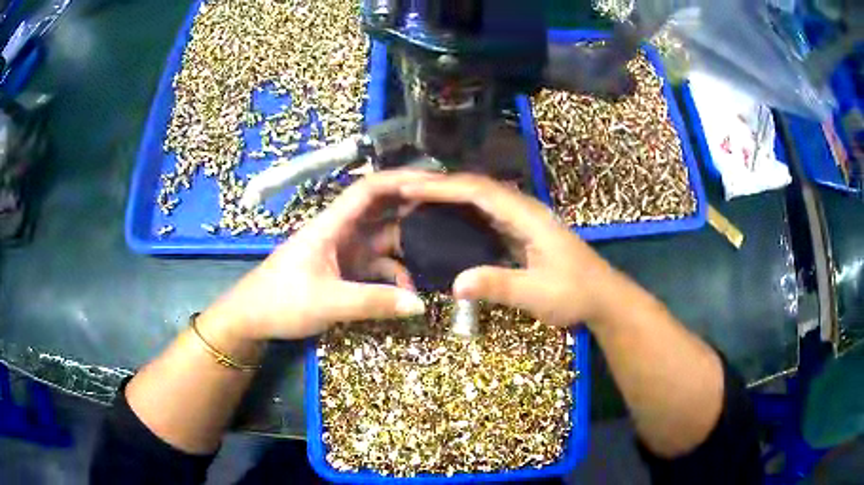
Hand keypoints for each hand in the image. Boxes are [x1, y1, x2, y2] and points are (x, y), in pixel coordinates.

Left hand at [203, 171, 433, 342]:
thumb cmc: (280, 301)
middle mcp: (342, 232)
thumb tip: (420, 305)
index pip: (368, 189)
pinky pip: (378, 267)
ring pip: (384, 240)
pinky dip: (395, 277)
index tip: (434, 184)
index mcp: (331, 225)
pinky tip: (408, 294)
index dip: (400, 180)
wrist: (252, 319)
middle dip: (414, 212)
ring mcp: (345, 252)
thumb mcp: (327, 303)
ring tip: (439, 259)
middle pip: (383, 211)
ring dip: (409, 250)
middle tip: (452, 218)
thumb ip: (372, 302)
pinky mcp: (346, 272)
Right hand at [400, 174, 617, 326]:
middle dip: (440, 186)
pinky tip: (444, 222)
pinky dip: (461, 213)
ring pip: (480, 199)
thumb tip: (455, 284)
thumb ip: (499, 285)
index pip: (479, 191)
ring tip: (415, 201)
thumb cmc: (576, 294)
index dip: (443, 187)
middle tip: (403, 191)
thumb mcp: (538, 294)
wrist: (603, 298)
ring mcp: (523, 221)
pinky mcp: (521, 233)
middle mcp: (523, 210)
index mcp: (527, 216)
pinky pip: (485, 215)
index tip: (409, 188)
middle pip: (477, 188)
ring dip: (449, 196)